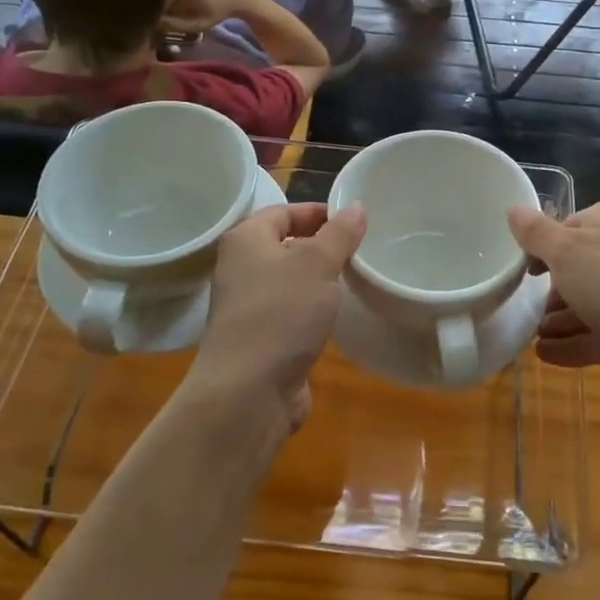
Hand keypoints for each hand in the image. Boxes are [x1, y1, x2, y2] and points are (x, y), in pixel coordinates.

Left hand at [183, 202, 366, 432]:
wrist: (248, 392)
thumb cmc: (281, 313)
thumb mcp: (318, 264)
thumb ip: (339, 234)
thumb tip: (355, 207)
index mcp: (246, 240)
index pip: (284, 211)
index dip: (318, 212)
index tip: (354, 220)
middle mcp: (240, 268)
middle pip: (285, 244)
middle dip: (321, 245)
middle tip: (359, 248)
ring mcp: (247, 306)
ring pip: (289, 280)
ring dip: (317, 279)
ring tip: (353, 278)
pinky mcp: (258, 338)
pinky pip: (289, 311)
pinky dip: (311, 309)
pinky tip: (334, 315)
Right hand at [506, 201, 599, 413]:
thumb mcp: (565, 251)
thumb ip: (536, 232)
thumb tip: (514, 209)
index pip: (569, 225)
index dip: (542, 245)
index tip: (520, 267)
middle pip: (578, 266)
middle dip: (550, 287)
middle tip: (521, 303)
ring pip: (588, 303)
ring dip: (558, 318)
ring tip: (529, 333)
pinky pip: (598, 335)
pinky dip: (572, 343)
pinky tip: (544, 355)